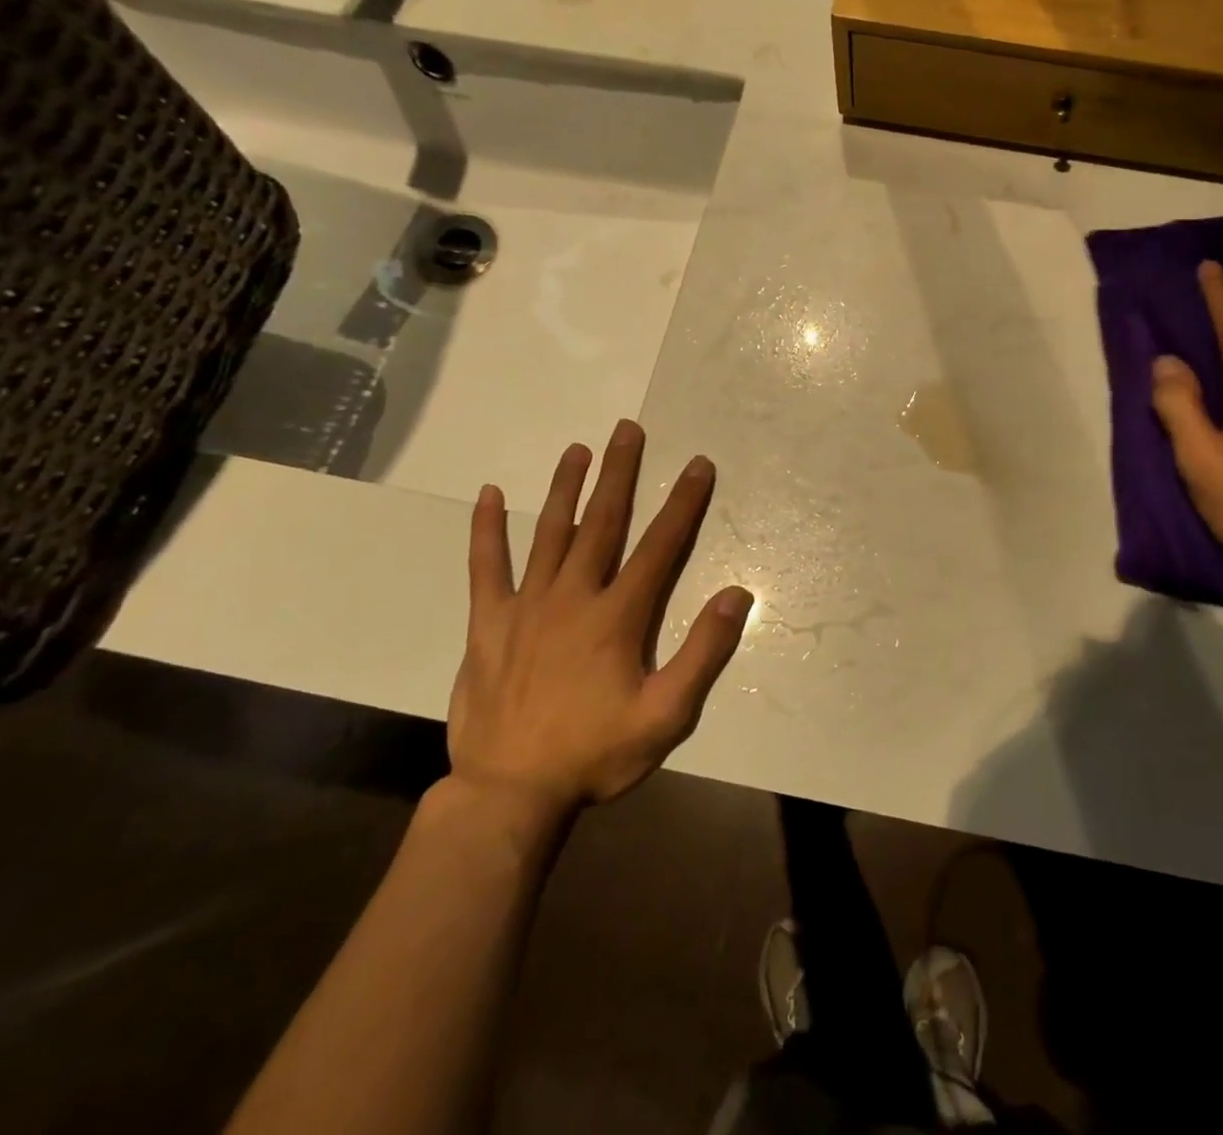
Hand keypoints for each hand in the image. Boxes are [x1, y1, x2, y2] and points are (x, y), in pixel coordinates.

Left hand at [445, 420, 752, 834]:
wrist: (510, 794)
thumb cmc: (596, 753)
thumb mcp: (667, 715)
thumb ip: (703, 652)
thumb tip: (736, 594)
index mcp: (617, 616)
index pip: (660, 546)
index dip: (683, 503)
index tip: (697, 465)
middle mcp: (573, 596)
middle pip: (602, 522)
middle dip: (620, 473)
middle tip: (628, 429)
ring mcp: (526, 606)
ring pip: (549, 532)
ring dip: (566, 488)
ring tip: (578, 449)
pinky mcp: (488, 623)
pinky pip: (486, 567)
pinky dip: (487, 530)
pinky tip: (489, 496)